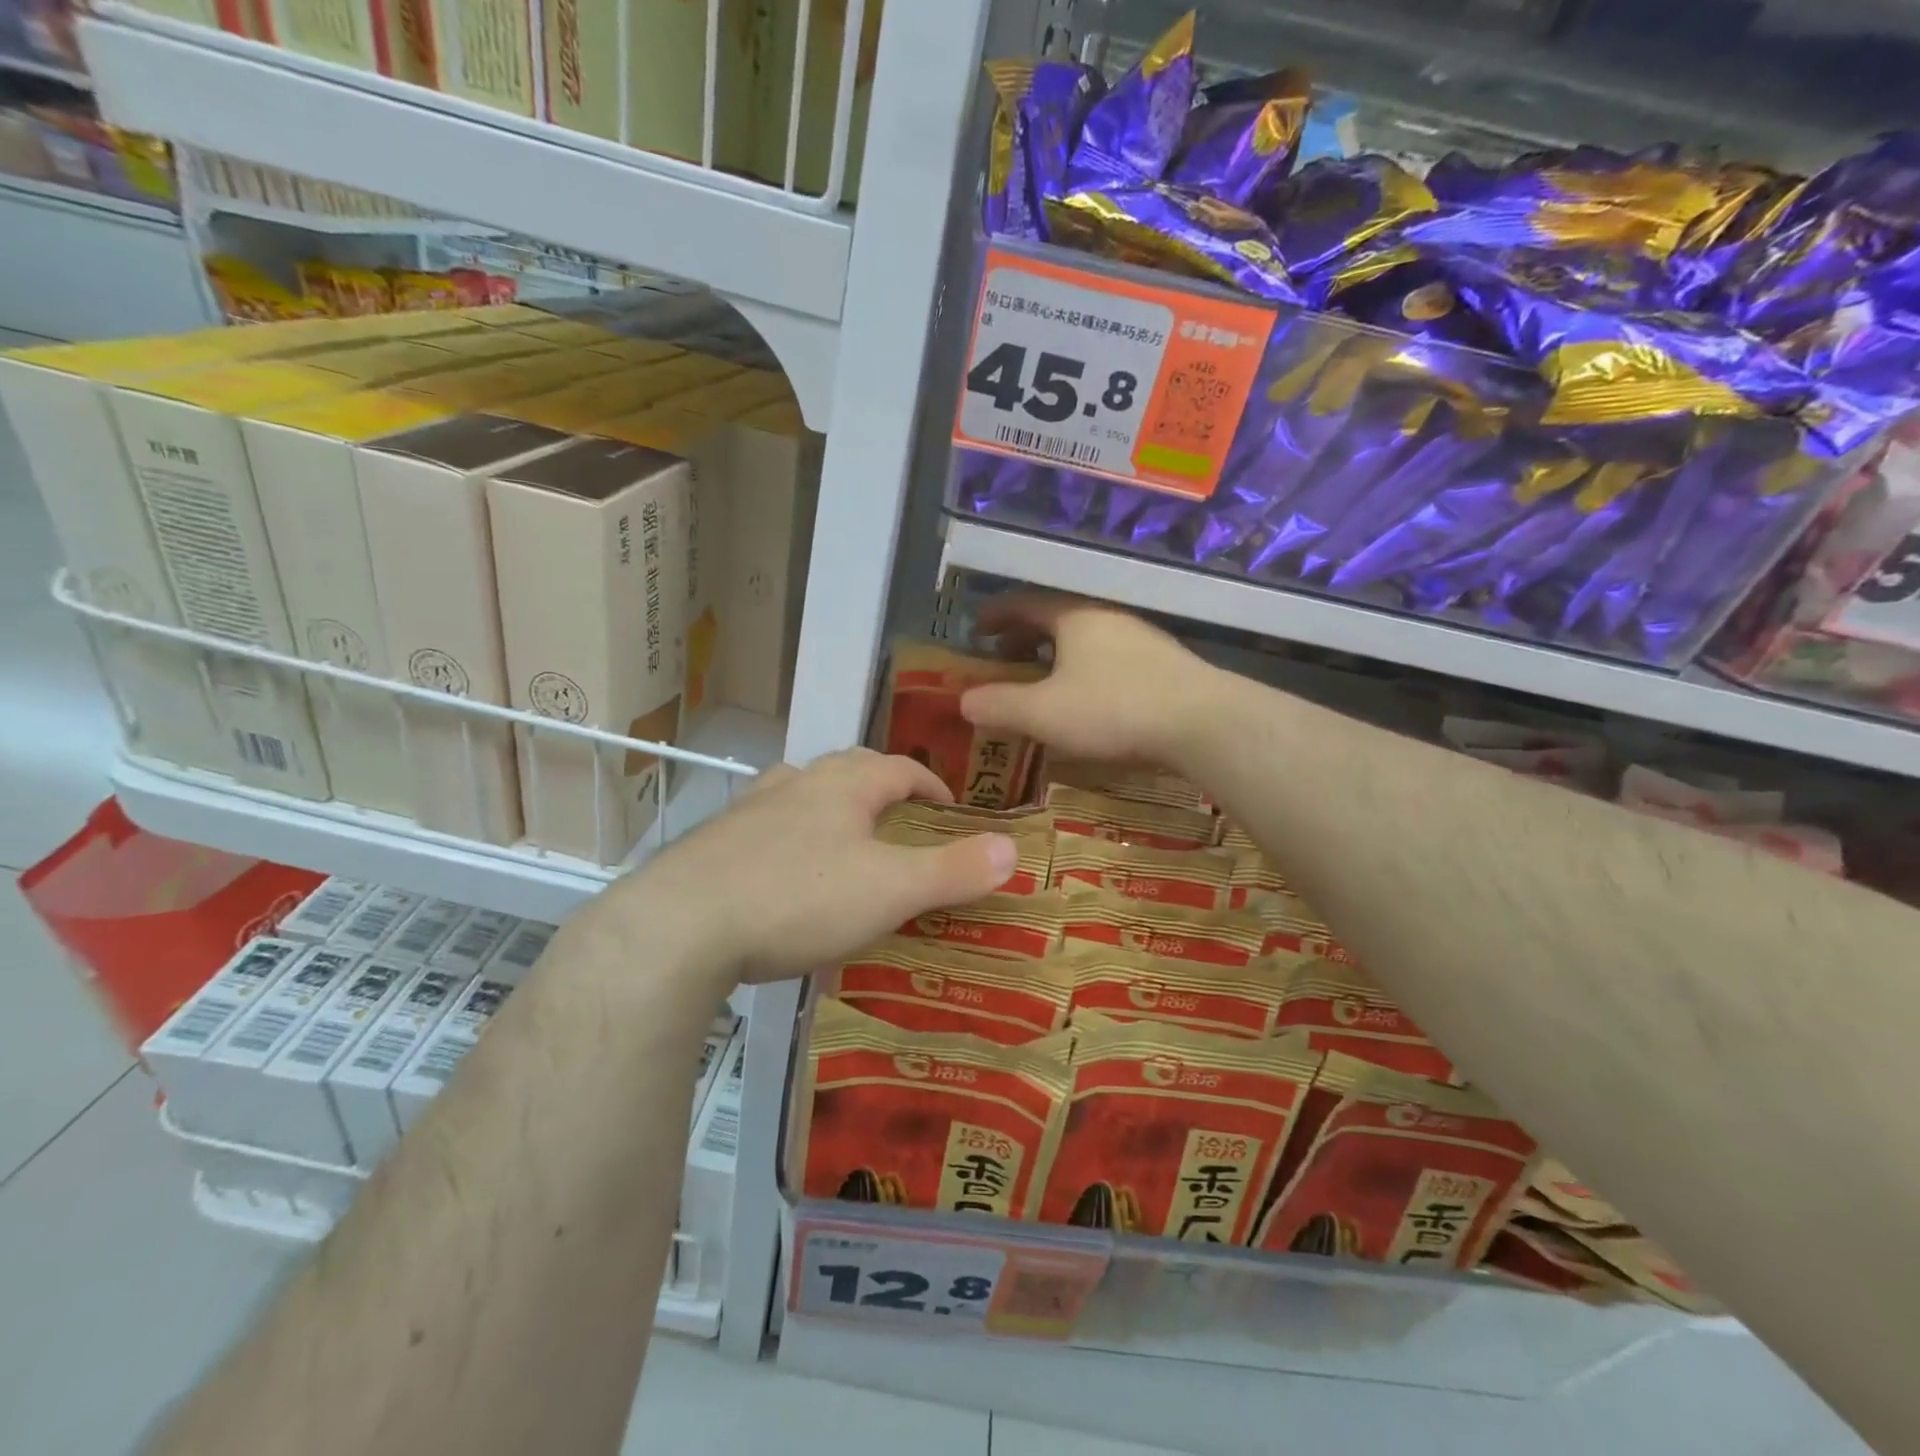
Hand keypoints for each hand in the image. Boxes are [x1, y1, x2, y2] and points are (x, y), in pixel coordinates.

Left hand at [606, 749, 1018, 984]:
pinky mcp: (713, 844)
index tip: (949, 809)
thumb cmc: (797, 899)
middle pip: (847, 769)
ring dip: (829, 808)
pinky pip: (764, 831)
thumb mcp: (889, 890)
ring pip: (800, 793)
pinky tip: (784, 878)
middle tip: (900, 822)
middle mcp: (795, 784)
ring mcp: (748, 811)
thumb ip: (952, 869)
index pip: (899, 767)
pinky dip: (787, 842)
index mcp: (842, 786)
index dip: (930, 784)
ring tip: (845, 843)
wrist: (679, 928)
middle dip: (879, 788)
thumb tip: (1011, 849)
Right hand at [960, 593, 1215, 765]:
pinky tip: (1088, 699)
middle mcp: (1107, 616)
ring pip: (1085, 638)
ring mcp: (1140, 638)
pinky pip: (1109, 657)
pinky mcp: (1164, 664)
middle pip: (1056, 617)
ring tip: (1043, 681)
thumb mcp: (1044, 713)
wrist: (1203, 722)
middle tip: (1003, 659)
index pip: (1023, 603)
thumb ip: (999, 705)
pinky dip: (1085, 669)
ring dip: (1056, 655)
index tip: (976, 631)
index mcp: (1073, 616)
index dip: (995, 616)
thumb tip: (963, 700)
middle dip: (1024, 637)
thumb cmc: (1113, 709)